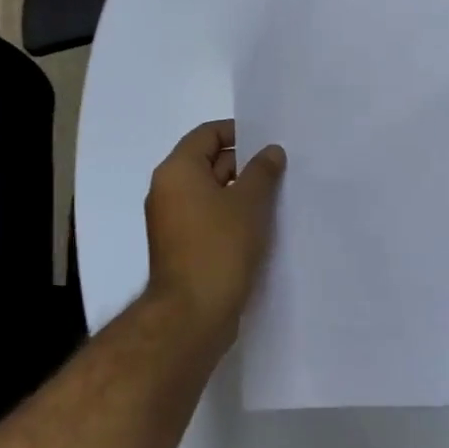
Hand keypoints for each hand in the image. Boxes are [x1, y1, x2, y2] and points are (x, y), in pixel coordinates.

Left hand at [144, 120, 286, 334]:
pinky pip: (208, 218)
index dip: (238, 132)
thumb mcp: (249, 202)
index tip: (268, 142)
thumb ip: (262, 171)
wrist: (192, 315)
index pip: (207, 134)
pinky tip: (260, 226)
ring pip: (210, 193)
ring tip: (276, 198)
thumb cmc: (219, 247)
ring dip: (240, 192)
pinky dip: (231, 216)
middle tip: (280, 170)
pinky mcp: (181, 247)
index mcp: (177, 170)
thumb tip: (271, 151)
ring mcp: (172, 221)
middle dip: (244, 164)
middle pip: (208, 162)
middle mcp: (168, 190)